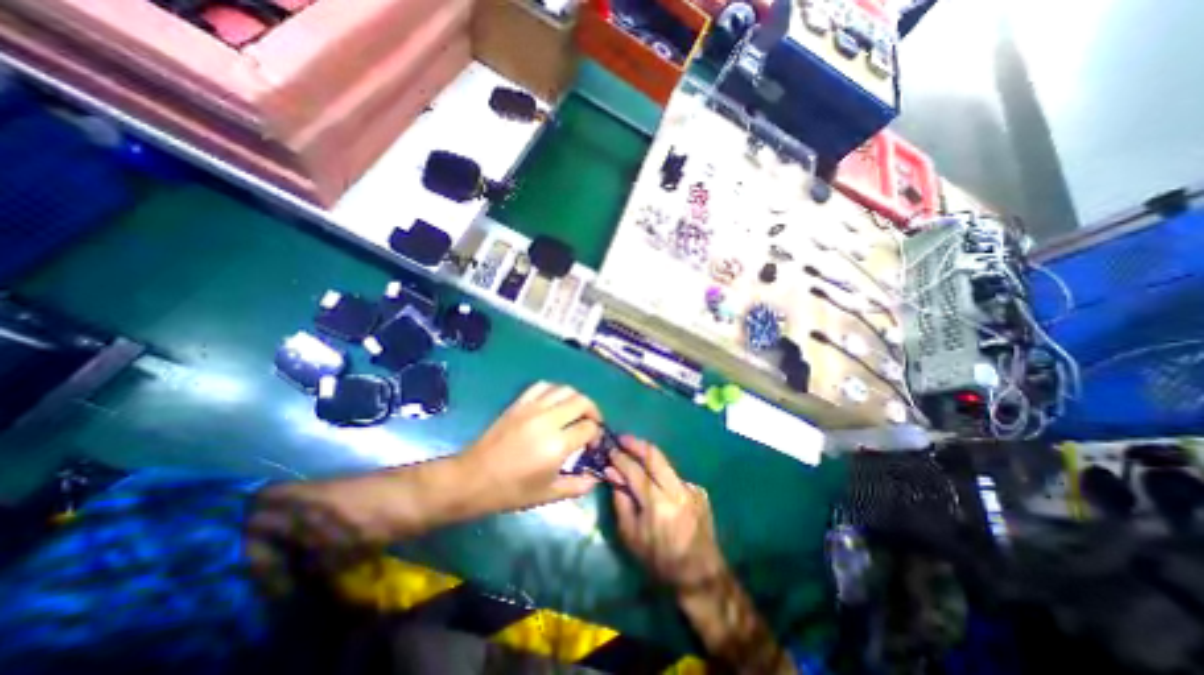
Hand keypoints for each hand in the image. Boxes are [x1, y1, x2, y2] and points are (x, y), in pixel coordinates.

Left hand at [462, 378, 606, 511]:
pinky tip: (554, 402)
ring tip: (575, 412)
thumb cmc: (511, 491)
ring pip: (565, 389)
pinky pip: (543, 386)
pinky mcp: (519, 403)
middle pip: (582, 401)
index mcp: (557, 444)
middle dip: (593, 411)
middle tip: (591, 424)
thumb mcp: (547, 494)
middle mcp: (548, 420)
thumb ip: (576, 486)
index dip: (596, 435)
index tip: (592, 445)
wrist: (473, 478)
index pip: (589, 428)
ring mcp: (532, 408)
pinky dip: (555, 390)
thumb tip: (594, 479)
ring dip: (576, 398)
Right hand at [612, 438, 722, 591]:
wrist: (700, 574)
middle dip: (636, 443)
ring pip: (665, 464)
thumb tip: (612, 473)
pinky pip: (674, 477)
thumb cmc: (660, 560)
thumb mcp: (631, 536)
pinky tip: (655, 483)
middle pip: (654, 455)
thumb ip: (621, 500)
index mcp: (658, 504)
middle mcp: (677, 490)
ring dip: (648, 458)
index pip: (635, 471)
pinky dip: (661, 476)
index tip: (609, 450)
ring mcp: (690, 488)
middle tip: (622, 438)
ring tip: (634, 455)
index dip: (620, 458)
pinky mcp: (698, 490)